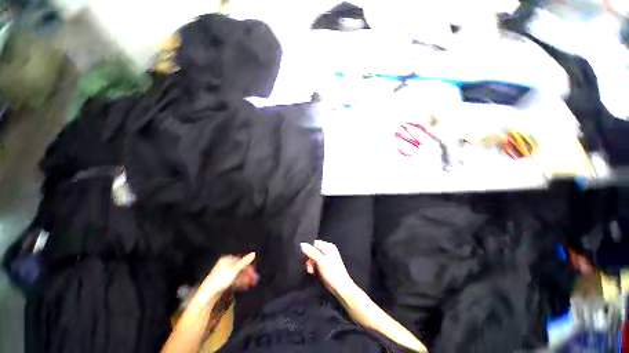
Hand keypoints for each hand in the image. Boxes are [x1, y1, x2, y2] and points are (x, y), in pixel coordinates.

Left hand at [195, 253, 257, 305]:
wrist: (207, 295)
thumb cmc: (221, 279)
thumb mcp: (234, 269)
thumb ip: (244, 262)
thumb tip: (254, 253)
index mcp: (227, 260)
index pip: (241, 260)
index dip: (249, 265)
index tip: (254, 271)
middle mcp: (226, 265)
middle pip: (240, 267)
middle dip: (248, 273)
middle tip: (255, 278)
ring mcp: (224, 274)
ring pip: (238, 274)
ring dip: (246, 278)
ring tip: (253, 282)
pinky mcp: (223, 282)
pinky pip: (234, 280)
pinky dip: (240, 282)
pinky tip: (246, 285)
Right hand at [300, 240, 356, 297]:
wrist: (341, 288)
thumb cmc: (332, 273)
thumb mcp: (320, 261)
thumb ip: (311, 252)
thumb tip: (302, 244)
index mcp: (328, 246)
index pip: (314, 243)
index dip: (308, 249)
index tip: (304, 258)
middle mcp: (328, 250)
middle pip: (313, 250)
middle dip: (309, 258)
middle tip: (309, 267)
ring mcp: (327, 257)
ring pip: (314, 257)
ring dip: (310, 264)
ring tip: (311, 271)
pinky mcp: (326, 265)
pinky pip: (316, 262)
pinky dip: (314, 267)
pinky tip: (313, 272)